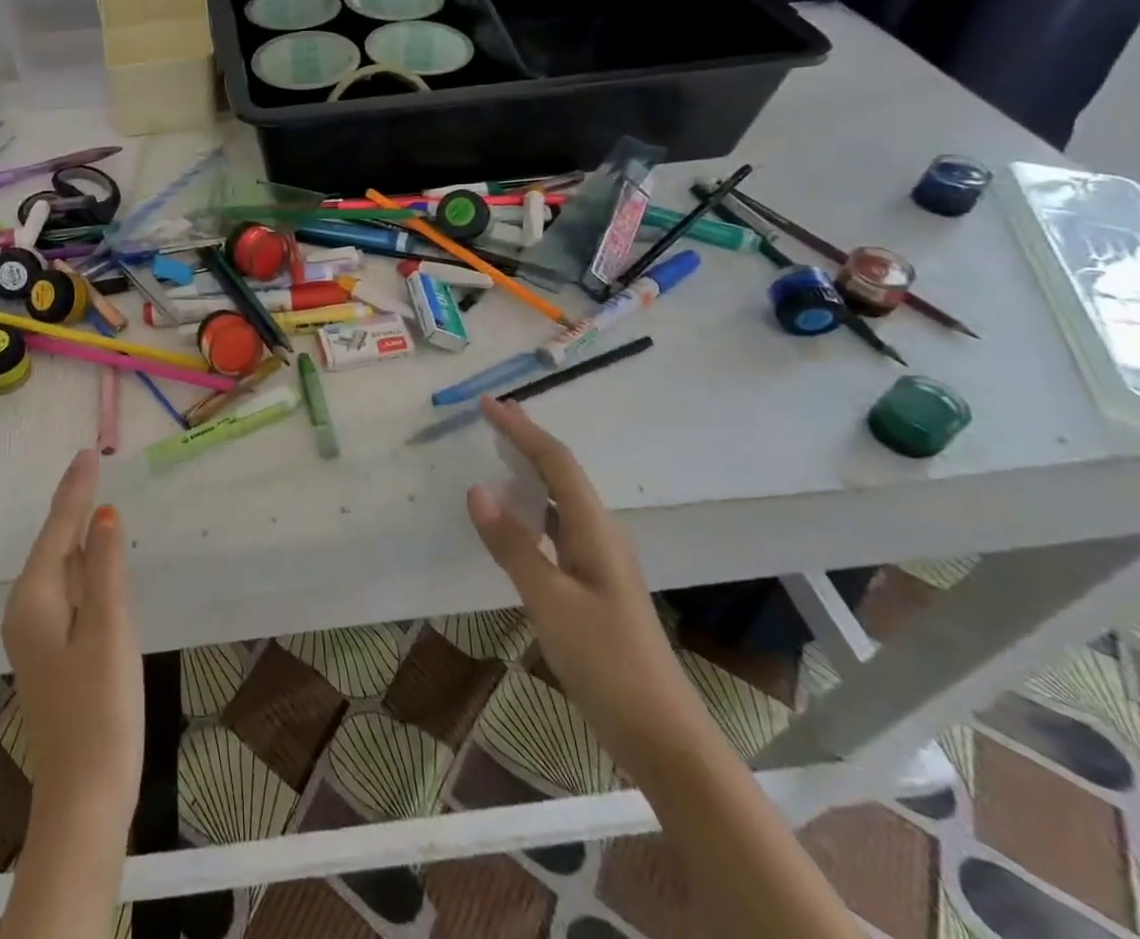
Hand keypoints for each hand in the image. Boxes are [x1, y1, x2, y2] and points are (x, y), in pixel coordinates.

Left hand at [2, 448, 142, 833]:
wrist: (84, 794)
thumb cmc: (100, 708)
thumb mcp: (110, 628)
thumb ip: (107, 567)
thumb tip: (104, 515)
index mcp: (35, 598)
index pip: (58, 529)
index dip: (75, 490)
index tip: (87, 452)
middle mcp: (26, 609)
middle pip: (53, 544)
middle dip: (72, 504)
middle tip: (91, 465)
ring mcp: (37, 634)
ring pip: (59, 567)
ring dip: (77, 532)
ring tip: (94, 497)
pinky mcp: (52, 651)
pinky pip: (66, 589)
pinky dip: (83, 563)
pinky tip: (96, 556)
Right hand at [466, 397, 715, 780]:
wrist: (662, 734)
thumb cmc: (606, 661)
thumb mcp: (550, 601)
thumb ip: (513, 544)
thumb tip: (477, 488)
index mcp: (595, 530)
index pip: (556, 462)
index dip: (522, 429)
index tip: (487, 404)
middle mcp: (601, 535)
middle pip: (562, 473)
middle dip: (527, 441)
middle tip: (491, 419)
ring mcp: (601, 562)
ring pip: (562, 500)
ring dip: (531, 472)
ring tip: (498, 457)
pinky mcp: (595, 586)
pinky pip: (559, 528)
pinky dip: (534, 509)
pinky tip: (517, 523)